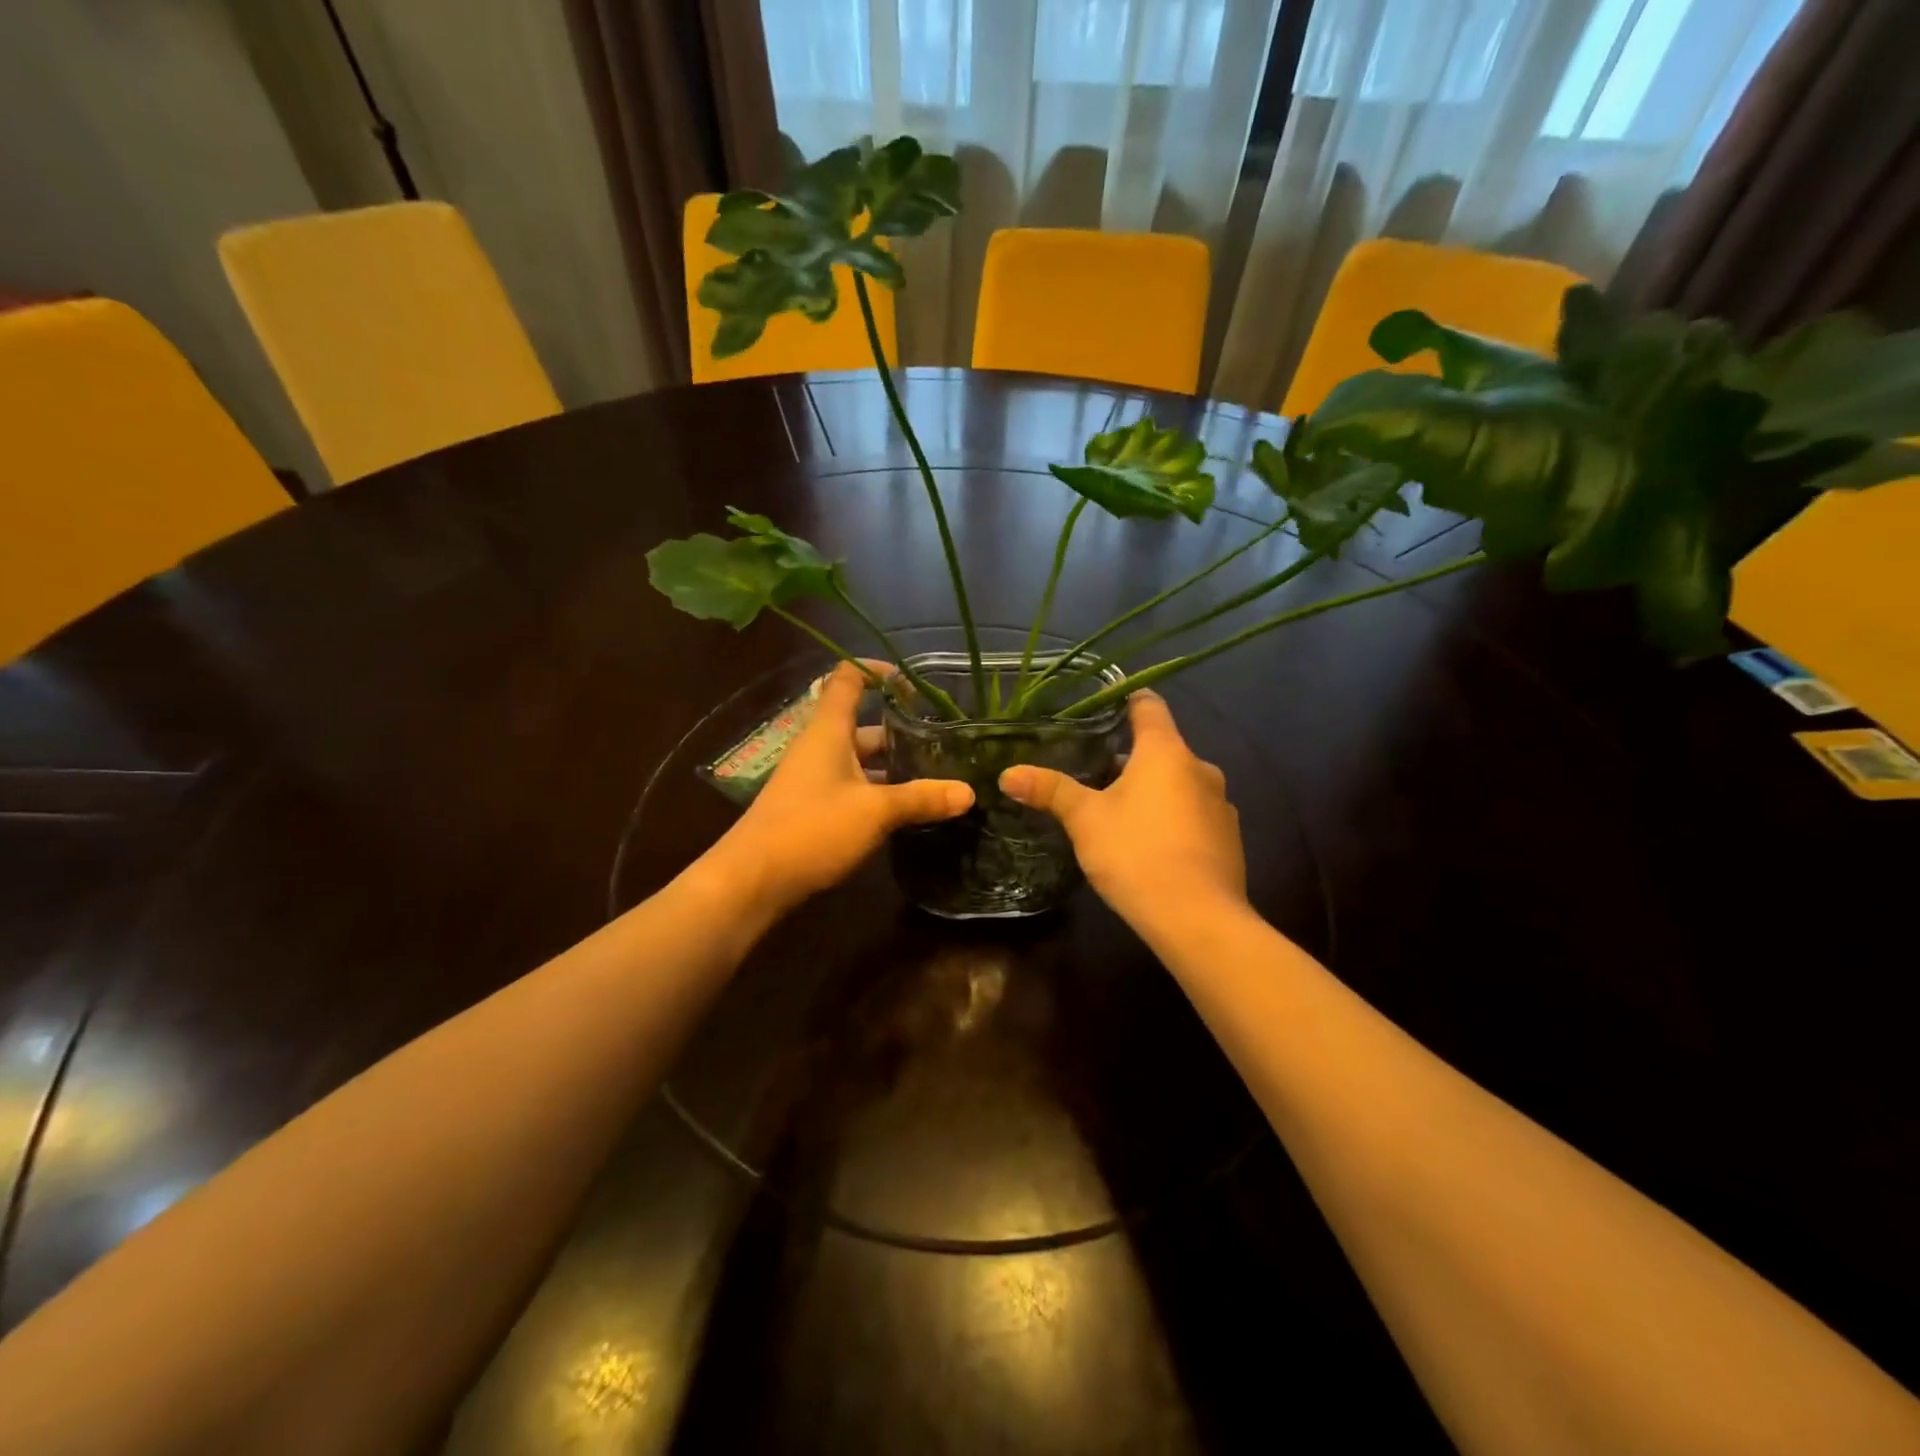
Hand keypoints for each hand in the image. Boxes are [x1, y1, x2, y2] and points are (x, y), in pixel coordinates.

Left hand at [708, 661, 973, 916]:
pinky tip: (909, 811)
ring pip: (861, 762)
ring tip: (939, 778)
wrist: (753, 880)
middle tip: (946, 744)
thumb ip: (921, 798)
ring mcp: (815, 779)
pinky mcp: (814, 808)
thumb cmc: (812, 828)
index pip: (848, 679)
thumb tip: (969, 792)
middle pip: (864, 727)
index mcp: (829, 731)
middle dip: (903, 732)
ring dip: (895, 769)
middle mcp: (820, 747)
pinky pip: (854, 789)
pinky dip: (880, 794)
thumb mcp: (874, 811)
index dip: (877, 671)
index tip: (913, 682)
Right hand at [999, 691, 1244, 924]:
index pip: (1148, 706)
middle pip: (1161, 748)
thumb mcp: (1085, 820)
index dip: (1125, 700)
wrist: (1197, 918)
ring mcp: (1220, 804)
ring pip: (1178, 783)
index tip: (1100, 708)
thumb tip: (1008, 774)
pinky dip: (1171, 819)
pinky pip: (1194, 814)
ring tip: (1117, 814)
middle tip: (1092, 775)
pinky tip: (1149, 846)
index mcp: (1166, 752)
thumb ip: (1050, 790)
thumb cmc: (1136, 853)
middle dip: (1128, 758)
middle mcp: (1200, 768)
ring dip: (1151, 791)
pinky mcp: (1229, 838)